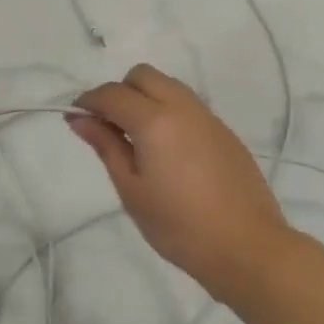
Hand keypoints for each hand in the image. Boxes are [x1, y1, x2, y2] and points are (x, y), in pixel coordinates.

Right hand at [68, 63, 295, 300]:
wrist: (247, 247)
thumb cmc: (179, 226)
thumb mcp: (132, 190)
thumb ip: (106, 146)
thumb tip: (80, 118)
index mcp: (154, 120)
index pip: (112, 93)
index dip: (88, 101)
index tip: (76, 119)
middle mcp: (182, 106)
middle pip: (142, 76)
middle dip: (120, 92)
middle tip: (110, 127)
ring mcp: (208, 117)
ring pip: (168, 86)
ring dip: (146, 98)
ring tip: (138, 139)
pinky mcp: (224, 131)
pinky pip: (189, 106)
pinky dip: (169, 112)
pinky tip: (169, 151)